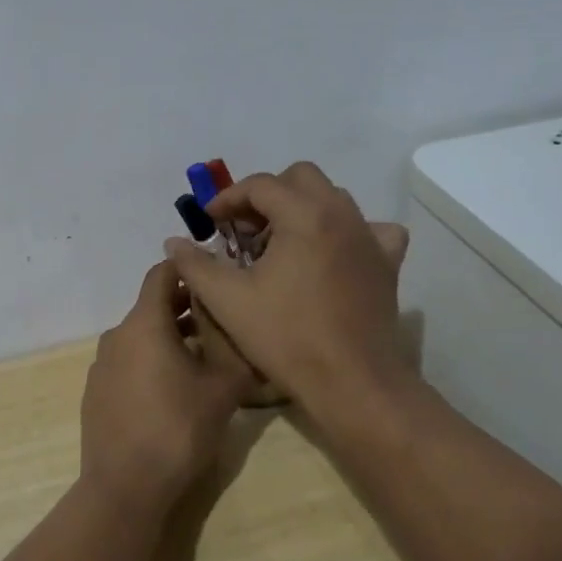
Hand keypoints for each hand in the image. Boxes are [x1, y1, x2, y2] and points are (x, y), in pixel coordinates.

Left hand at [80, 259, 254, 520]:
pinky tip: (172, 389)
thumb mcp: (224, 387)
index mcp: (144, 323)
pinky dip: (150, 362)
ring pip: (140, 337)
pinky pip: (128, 362)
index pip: (162, 273)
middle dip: (186, 307)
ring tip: (204, 356)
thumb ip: (233, 345)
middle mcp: (117, 335)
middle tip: (220, 318)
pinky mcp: (95, 392)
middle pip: (152, 306)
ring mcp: (101, 365)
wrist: (125, 486)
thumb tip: (239, 323)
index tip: (216, 275)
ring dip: (170, 337)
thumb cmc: (179, 428)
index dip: (189, 269)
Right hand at [164, 162, 410, 415]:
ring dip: (301, 210)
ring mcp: (369, 237)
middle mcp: (341, 214)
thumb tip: (174, 242)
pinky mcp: (387, 263)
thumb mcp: (228, 301)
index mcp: (304, 215)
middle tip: (245, 231)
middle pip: (301, 179)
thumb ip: (196, 265)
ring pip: (333, 199)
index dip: (228, 199)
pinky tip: (332, 254)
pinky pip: (370, 229)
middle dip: (267, 197)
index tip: (210, 223)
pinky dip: (346, 232)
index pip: (260, 185)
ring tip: (280, 246)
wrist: (351, 381)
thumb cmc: (286, 337)